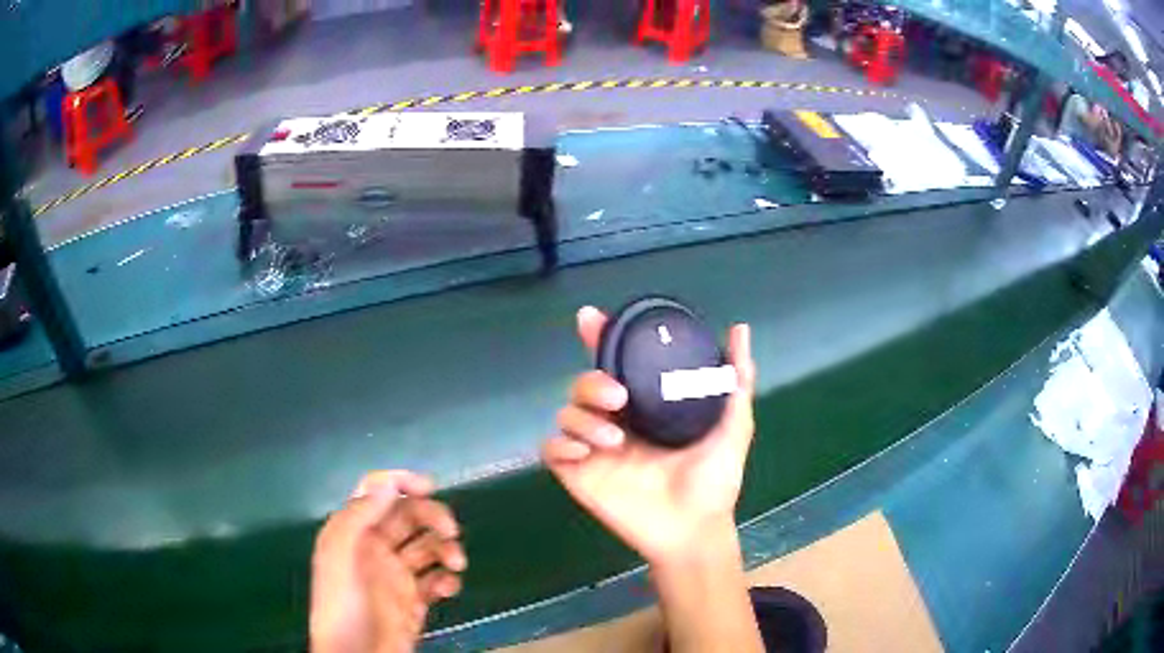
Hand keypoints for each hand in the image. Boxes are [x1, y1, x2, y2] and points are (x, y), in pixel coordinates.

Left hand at [310, 471, 466, 652]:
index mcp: (353, 531)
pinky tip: (449, 588)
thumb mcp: (338, 555)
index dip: (400, 482)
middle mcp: (375, 548)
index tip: (429, 488)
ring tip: (456, 565)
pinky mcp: (414, 600)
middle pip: (408, 516)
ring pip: (428, 547)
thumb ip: (358, 516)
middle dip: (432, 516)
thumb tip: (388, 485)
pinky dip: (448, 579)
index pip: (376, 492)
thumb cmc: (343, 604)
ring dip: (446, 548)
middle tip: (451, 530)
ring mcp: (396, 575)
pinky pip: (437, 580)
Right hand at [542, 306, 756, 565]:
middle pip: (584, 385)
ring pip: (566, 414)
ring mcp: (596, 449)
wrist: (696, 529)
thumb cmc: (714, 480)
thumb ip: (735, 379)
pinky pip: (552, 450)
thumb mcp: (731, 425)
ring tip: (614, 442)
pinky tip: (585, 456)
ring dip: (582, 419)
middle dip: (592, 382)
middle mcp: (616, 422)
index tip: (592, 319)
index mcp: (646, 408)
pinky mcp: (580, 476)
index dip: (600, 339)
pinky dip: (561, 446)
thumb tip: (740, 329)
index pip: (616, 364)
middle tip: (618, 397)